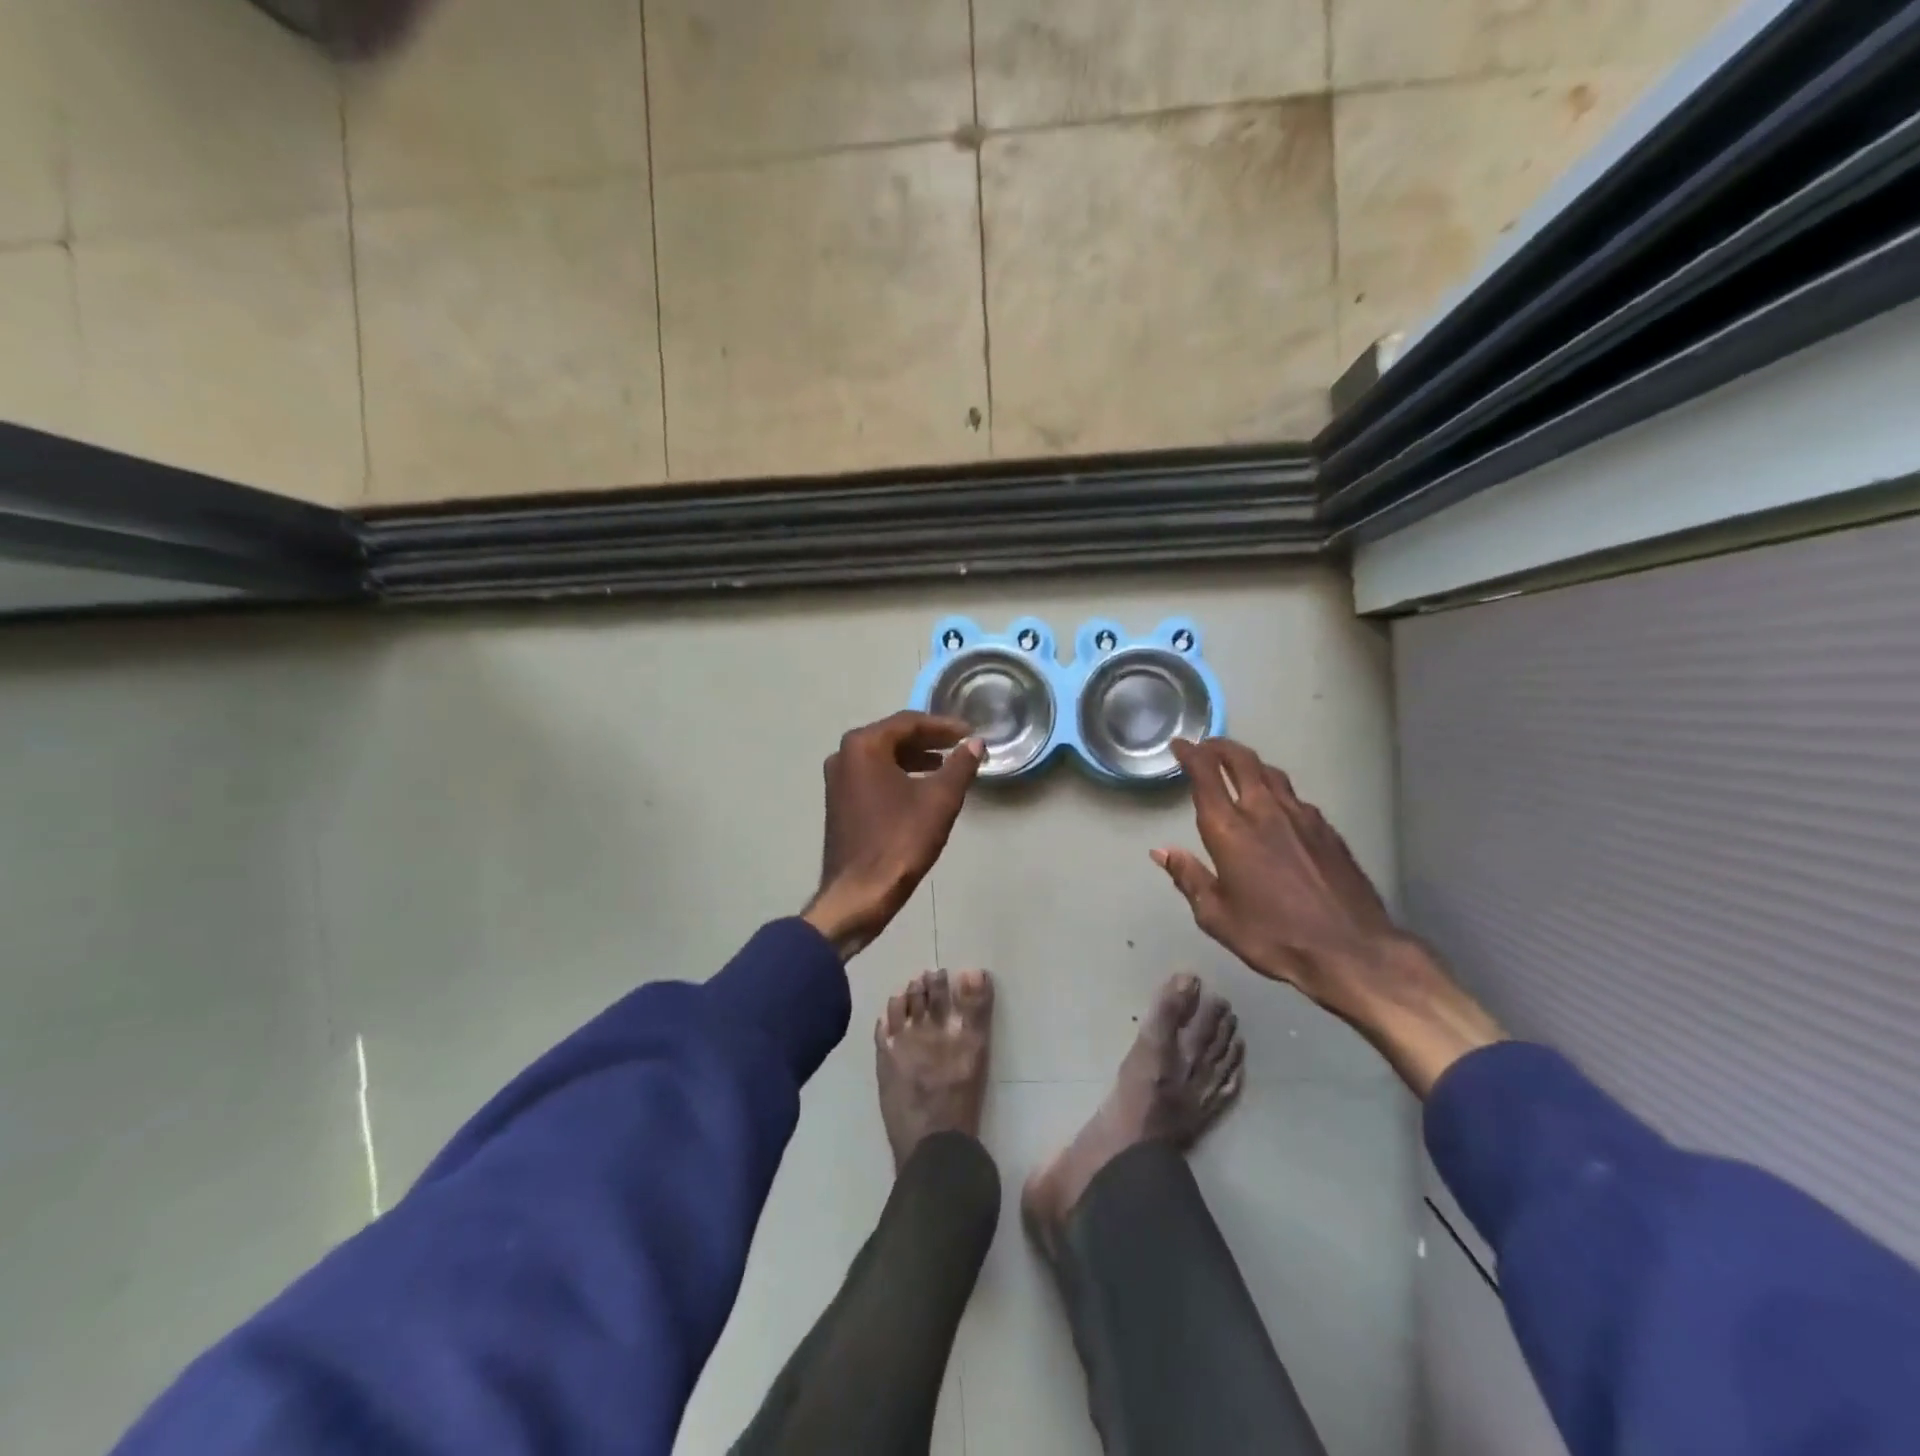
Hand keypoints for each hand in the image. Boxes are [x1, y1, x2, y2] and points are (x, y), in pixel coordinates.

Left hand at [803, 712, 984, 958]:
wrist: (859, 893)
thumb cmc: (900, 841)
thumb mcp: (940, 800)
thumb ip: (960, 765)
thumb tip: (976, 743)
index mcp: (863, 746)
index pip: (909, 722)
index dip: (943, 726)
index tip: (970, 733)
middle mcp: (844, 755)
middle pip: (893, 736)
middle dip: (929, 740)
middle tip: (960, 745)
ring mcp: (837, 780)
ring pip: (882, 757)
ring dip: (914, 758)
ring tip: (946, 765)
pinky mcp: (839, 802)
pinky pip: (873, 776)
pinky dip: (898, 775)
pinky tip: (920, 788)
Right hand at [1153, 738, 1502, 1094]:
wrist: (1351, 950)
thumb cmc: (1274, 936)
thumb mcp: (1217, 916)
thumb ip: (1189, 877)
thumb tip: (1162, 851)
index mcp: (1231, 831)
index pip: (1206, 776)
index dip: (1190, 754)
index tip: (1180, 744)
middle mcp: (1265, 812)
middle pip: (1242, 761)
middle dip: (1221, 747)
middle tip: (1207, 745)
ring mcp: (1302, 818)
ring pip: (1272, 774)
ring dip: (1250, 764)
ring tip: (1239, 767)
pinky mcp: (1328, 831)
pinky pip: (1295, 797)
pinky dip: (1276, 790)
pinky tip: (1277, 805)